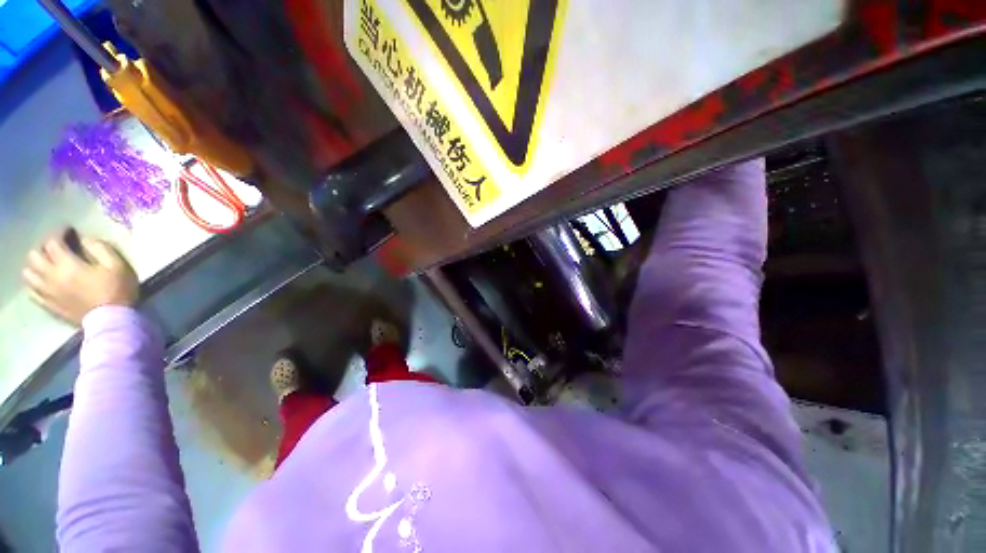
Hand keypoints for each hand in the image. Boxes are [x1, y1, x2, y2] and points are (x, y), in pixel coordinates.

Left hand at [23, 231, 138, 325]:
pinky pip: (33, 292)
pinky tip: (44, 283)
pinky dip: (35, 284)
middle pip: (34, 256)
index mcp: (67, 264)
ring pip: (29, 274)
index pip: (53, 242)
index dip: (59, 233)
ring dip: (35, 266)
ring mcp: (48, 292)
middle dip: (43, 248)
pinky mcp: (50, 305)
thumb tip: (86, 239)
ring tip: (47, 265)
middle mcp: (51, 276)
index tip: (69, 231)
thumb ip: (100, 248)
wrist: (112, 320)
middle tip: (56, 248)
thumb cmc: (117, 290)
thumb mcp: (117, 265)